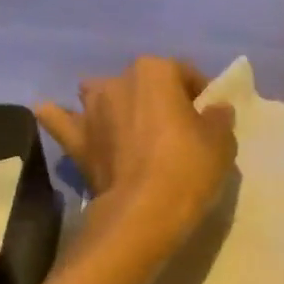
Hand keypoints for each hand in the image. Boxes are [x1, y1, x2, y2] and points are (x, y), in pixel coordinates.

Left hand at [37, 57, 236, 266]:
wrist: (143, 213)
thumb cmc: (188, 168)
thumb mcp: (222, 142)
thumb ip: (218, 118)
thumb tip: (215, 110)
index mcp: (156, 71)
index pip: (184, 73)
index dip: (199, 94)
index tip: (207, 117)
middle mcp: (118, 81)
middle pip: (142, 83)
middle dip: (156, 99)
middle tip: (173, 129)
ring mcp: (91, 110)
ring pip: (99, 94)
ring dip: (112, 104)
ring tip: (127, 127)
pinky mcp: (76, 140)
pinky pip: (61, 120)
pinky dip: (62, 118)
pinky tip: (61, 118)